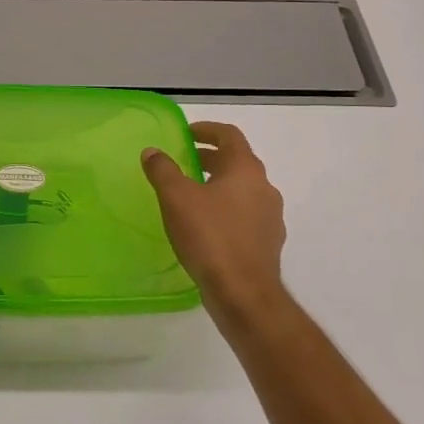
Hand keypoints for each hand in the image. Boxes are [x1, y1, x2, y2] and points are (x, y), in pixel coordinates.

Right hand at [142, 122, 287, 318]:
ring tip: (191, 197)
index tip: (186, 134)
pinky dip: (226, 212)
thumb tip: (153, 152)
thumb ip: (163, 170)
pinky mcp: (267, 244)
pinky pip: (245, 216)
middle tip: (184, 164)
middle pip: (237, 162)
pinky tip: (206, 228)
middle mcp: (264, 188)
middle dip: (210, 159)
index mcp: (246, 169)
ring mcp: (270, 217)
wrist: (244, 294)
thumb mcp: (176, 198)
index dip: (207, 130)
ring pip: (242, 191)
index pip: (230, 136)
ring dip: (219, 186)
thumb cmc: (210, 236)